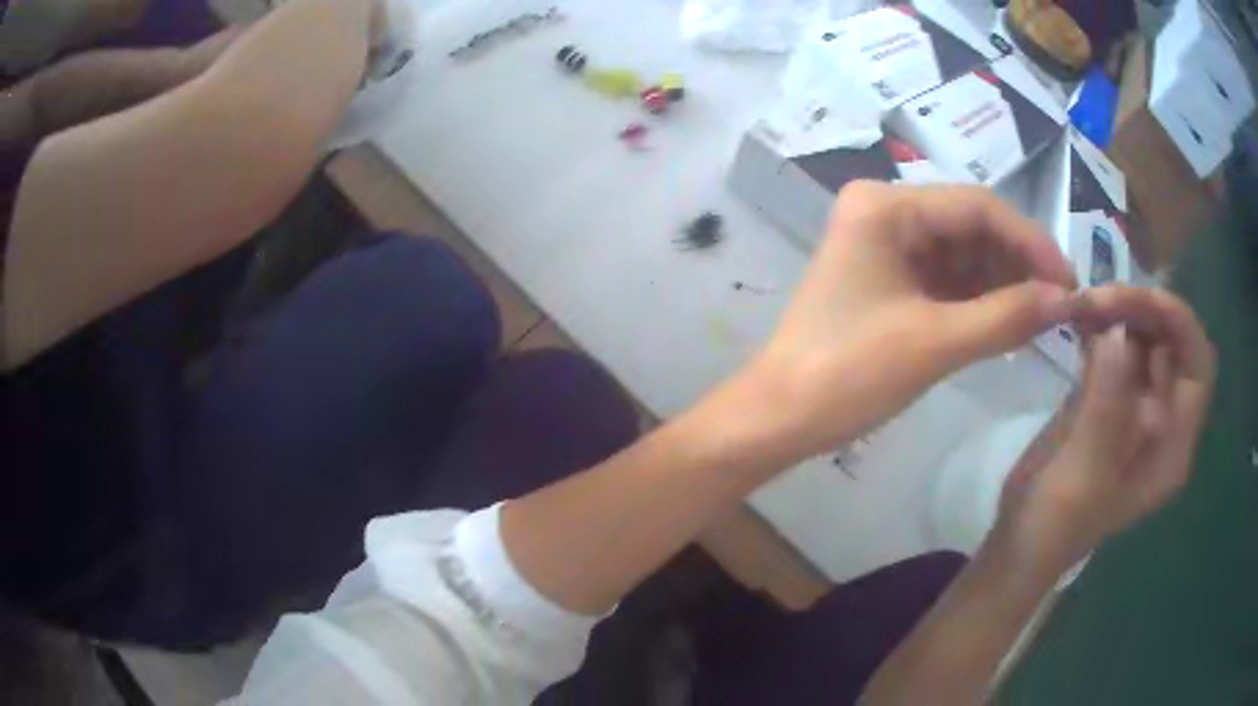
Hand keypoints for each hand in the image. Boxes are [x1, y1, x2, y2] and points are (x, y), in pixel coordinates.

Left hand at [736, 182, 1076, 460]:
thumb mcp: (936, 343)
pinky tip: (1010, 322)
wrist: (780, 418)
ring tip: (1041, 319)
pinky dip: (980, 300)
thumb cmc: (849, 374)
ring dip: (1003, 284)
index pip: (979, 207)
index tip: (1070, 283)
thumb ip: (1008, 316)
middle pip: (972, 227)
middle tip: (1060, 306)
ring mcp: (885, 245)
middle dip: (1019, 265)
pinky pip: (947, 279)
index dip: (1031, 242)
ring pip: (963, 254)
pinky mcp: (888, 278)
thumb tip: (1067, 300)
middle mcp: (885, 211)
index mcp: (886, 205)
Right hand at [993, 286, 1215, 573]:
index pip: (1198, 367)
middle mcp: (1164, 419)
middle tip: (1098, 299)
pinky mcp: (1109, 397)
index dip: (1180, 326)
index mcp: (1172, 446)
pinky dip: (1100, 324)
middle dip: (1142, 310)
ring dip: (1118, 311)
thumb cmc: (1056, 523)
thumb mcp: (1085, 473)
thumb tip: (1117, 335)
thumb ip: (1107, 407)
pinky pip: (1116, 346)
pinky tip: (1075, 317)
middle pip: (1170, 342)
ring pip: (1143, 336)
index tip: (1143, 300)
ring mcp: (1137, 406)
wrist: (1021, 540)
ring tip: (1081, 304)